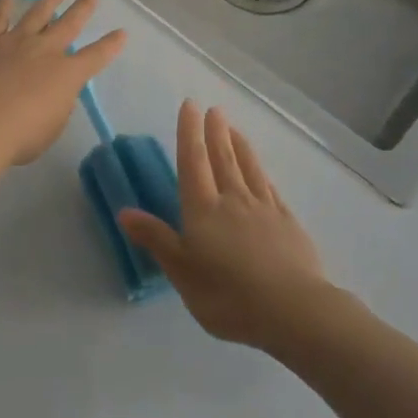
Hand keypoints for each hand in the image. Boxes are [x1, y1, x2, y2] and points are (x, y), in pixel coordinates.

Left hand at [0, 0, 125, 166]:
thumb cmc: (20, 136)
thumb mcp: (52, 127)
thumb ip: (57, 105)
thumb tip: (54, 92)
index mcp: (66, 74)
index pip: (96, 56)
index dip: (110, 45)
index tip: (121, 32)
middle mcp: (45, 50)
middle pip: (69, 23)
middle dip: (83, 7)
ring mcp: (14, 41)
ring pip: (37, 13)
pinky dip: (2, 6)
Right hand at [118, 102, 328, 349]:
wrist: (293, 311)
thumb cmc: (228, 295)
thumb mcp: (182, 272)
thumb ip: (156, 239)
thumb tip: (124, 211)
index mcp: (203, 210)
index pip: (193, 162)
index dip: (189, 133)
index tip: (190, 106)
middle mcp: (233, 200)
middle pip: (222, 159)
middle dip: (215, 132)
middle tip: (213, 109)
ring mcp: (264, 209)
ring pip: (249, 168)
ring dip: (239, 145)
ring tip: (233, 128)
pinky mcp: (288, 223)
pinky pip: (270, 188)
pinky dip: (261, 173)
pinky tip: (261, 172)